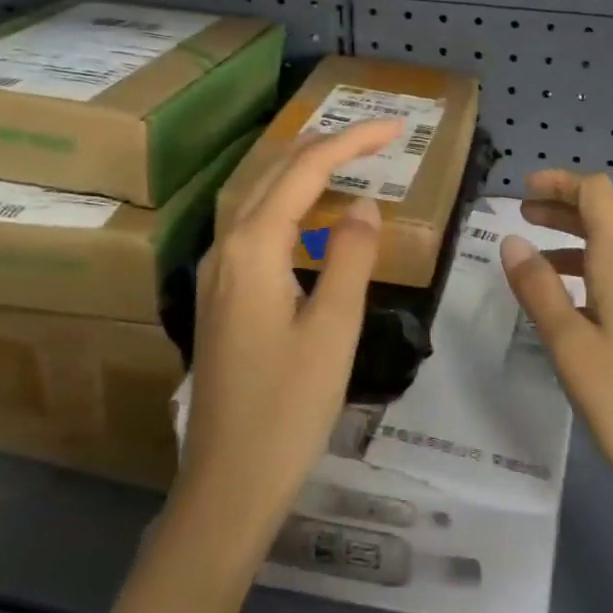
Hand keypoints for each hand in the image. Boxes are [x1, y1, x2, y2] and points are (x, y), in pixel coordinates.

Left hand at [175, 119, 400, 550]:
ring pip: (259, 198)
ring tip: (347, 158)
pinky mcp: (221, 297)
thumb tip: (364, 205)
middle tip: (376, 137)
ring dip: (302, 171)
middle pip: (274, 174)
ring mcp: (216, 273)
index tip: (395, 129)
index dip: (350, 143)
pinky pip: (255, 228)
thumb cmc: (288, 408)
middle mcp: (225, 249)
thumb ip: (352, 257)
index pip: (304, 171)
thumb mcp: (334, 328)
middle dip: (325, 147)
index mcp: (253, 248)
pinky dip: (289, 205)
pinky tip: (310, 217)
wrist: (228, 484)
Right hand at [501, 169, 612, 525]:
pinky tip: (566, 312)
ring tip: (532, 269)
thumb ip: (539, 290)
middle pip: (602, 222)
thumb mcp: (570, 345)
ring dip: (570, 248)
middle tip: (521, 217)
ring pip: (607, 258)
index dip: (561, 183)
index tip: (524, 191)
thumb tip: (513, 241)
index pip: (597, 195)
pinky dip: (585, 279)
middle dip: (560, 211)